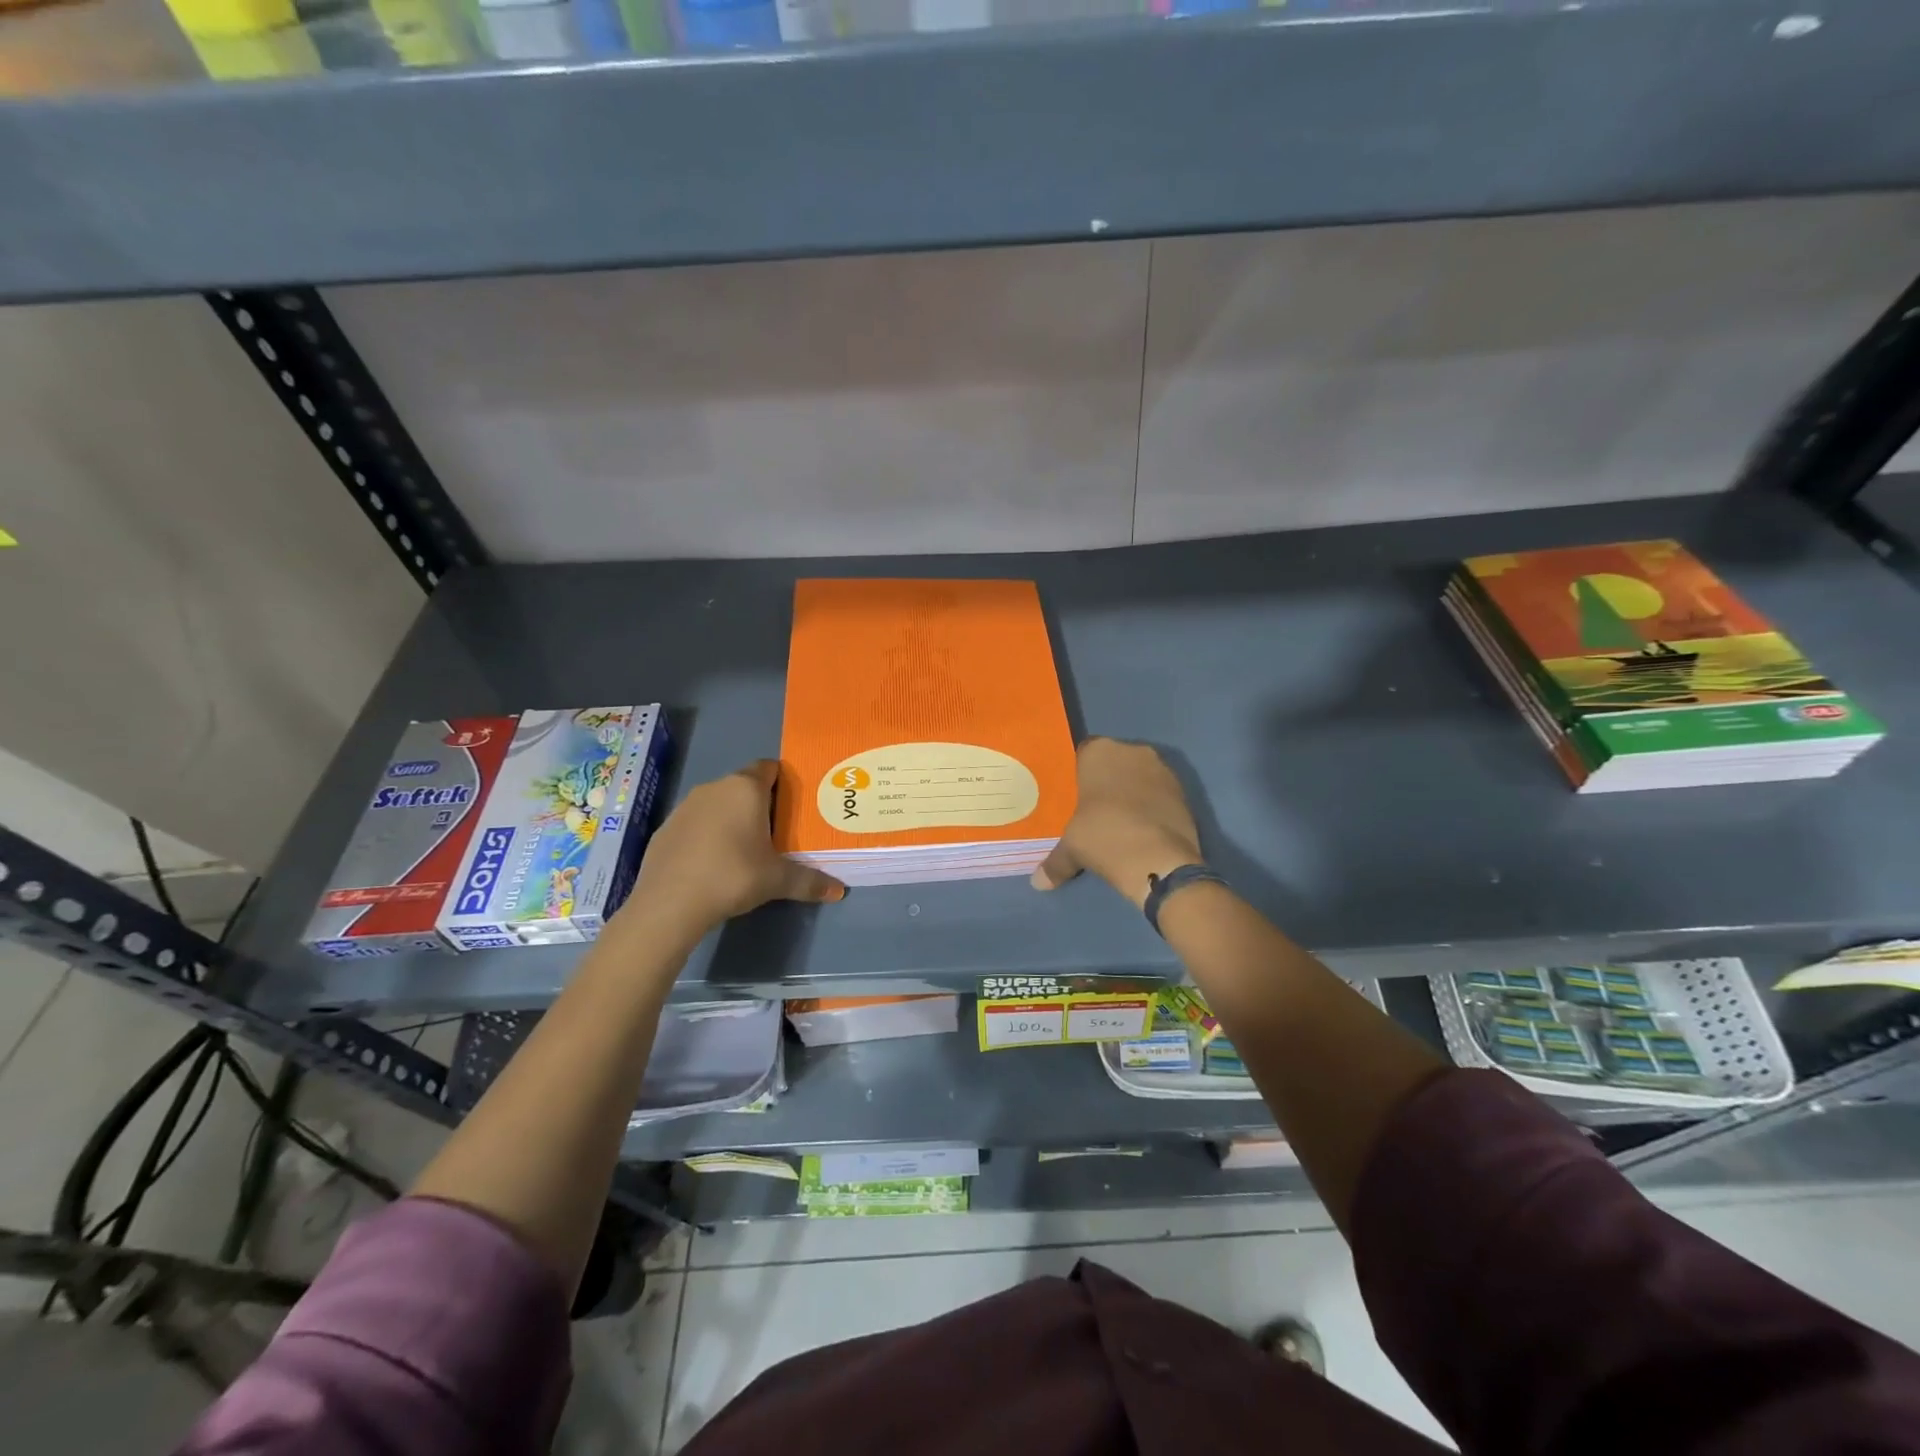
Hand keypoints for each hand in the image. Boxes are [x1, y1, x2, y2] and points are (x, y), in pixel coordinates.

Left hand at [625, 760, 844, 939]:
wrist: (669, 903)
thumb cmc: (733, 876)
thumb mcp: (778, 881)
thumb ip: (810, 881)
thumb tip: (839, 891)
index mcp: (746, 789)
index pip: (769, 768)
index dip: (783, 782)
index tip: (794, 805)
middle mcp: (715, 787)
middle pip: (744, 786)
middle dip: (760, 804)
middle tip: (777, 832)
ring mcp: (685, 806)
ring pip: (717, 804)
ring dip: (731, 819)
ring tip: (745, 850)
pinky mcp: (665, 828)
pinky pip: (696, 823)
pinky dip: (706, 835)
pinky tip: (712, 864)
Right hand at [1031, 738, 1202, 906]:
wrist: (1159, 861)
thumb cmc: (1104, 837)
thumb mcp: (1072, 849)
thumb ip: (1055, 861)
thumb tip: (1039, 882)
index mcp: (1100, 751)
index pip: (1082, 753)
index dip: (1077, 774)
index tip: (1072, 795)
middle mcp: (1133, 751)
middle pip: (1113, 762)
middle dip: (1105, 781)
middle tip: (1093, 808)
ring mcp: (1163, 769)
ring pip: (1139, 776)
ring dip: (1131, 792)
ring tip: (1119, 821)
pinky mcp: (1184, 792)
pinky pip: (1159, 793)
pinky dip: (1151, 806)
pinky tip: (1142, 829)